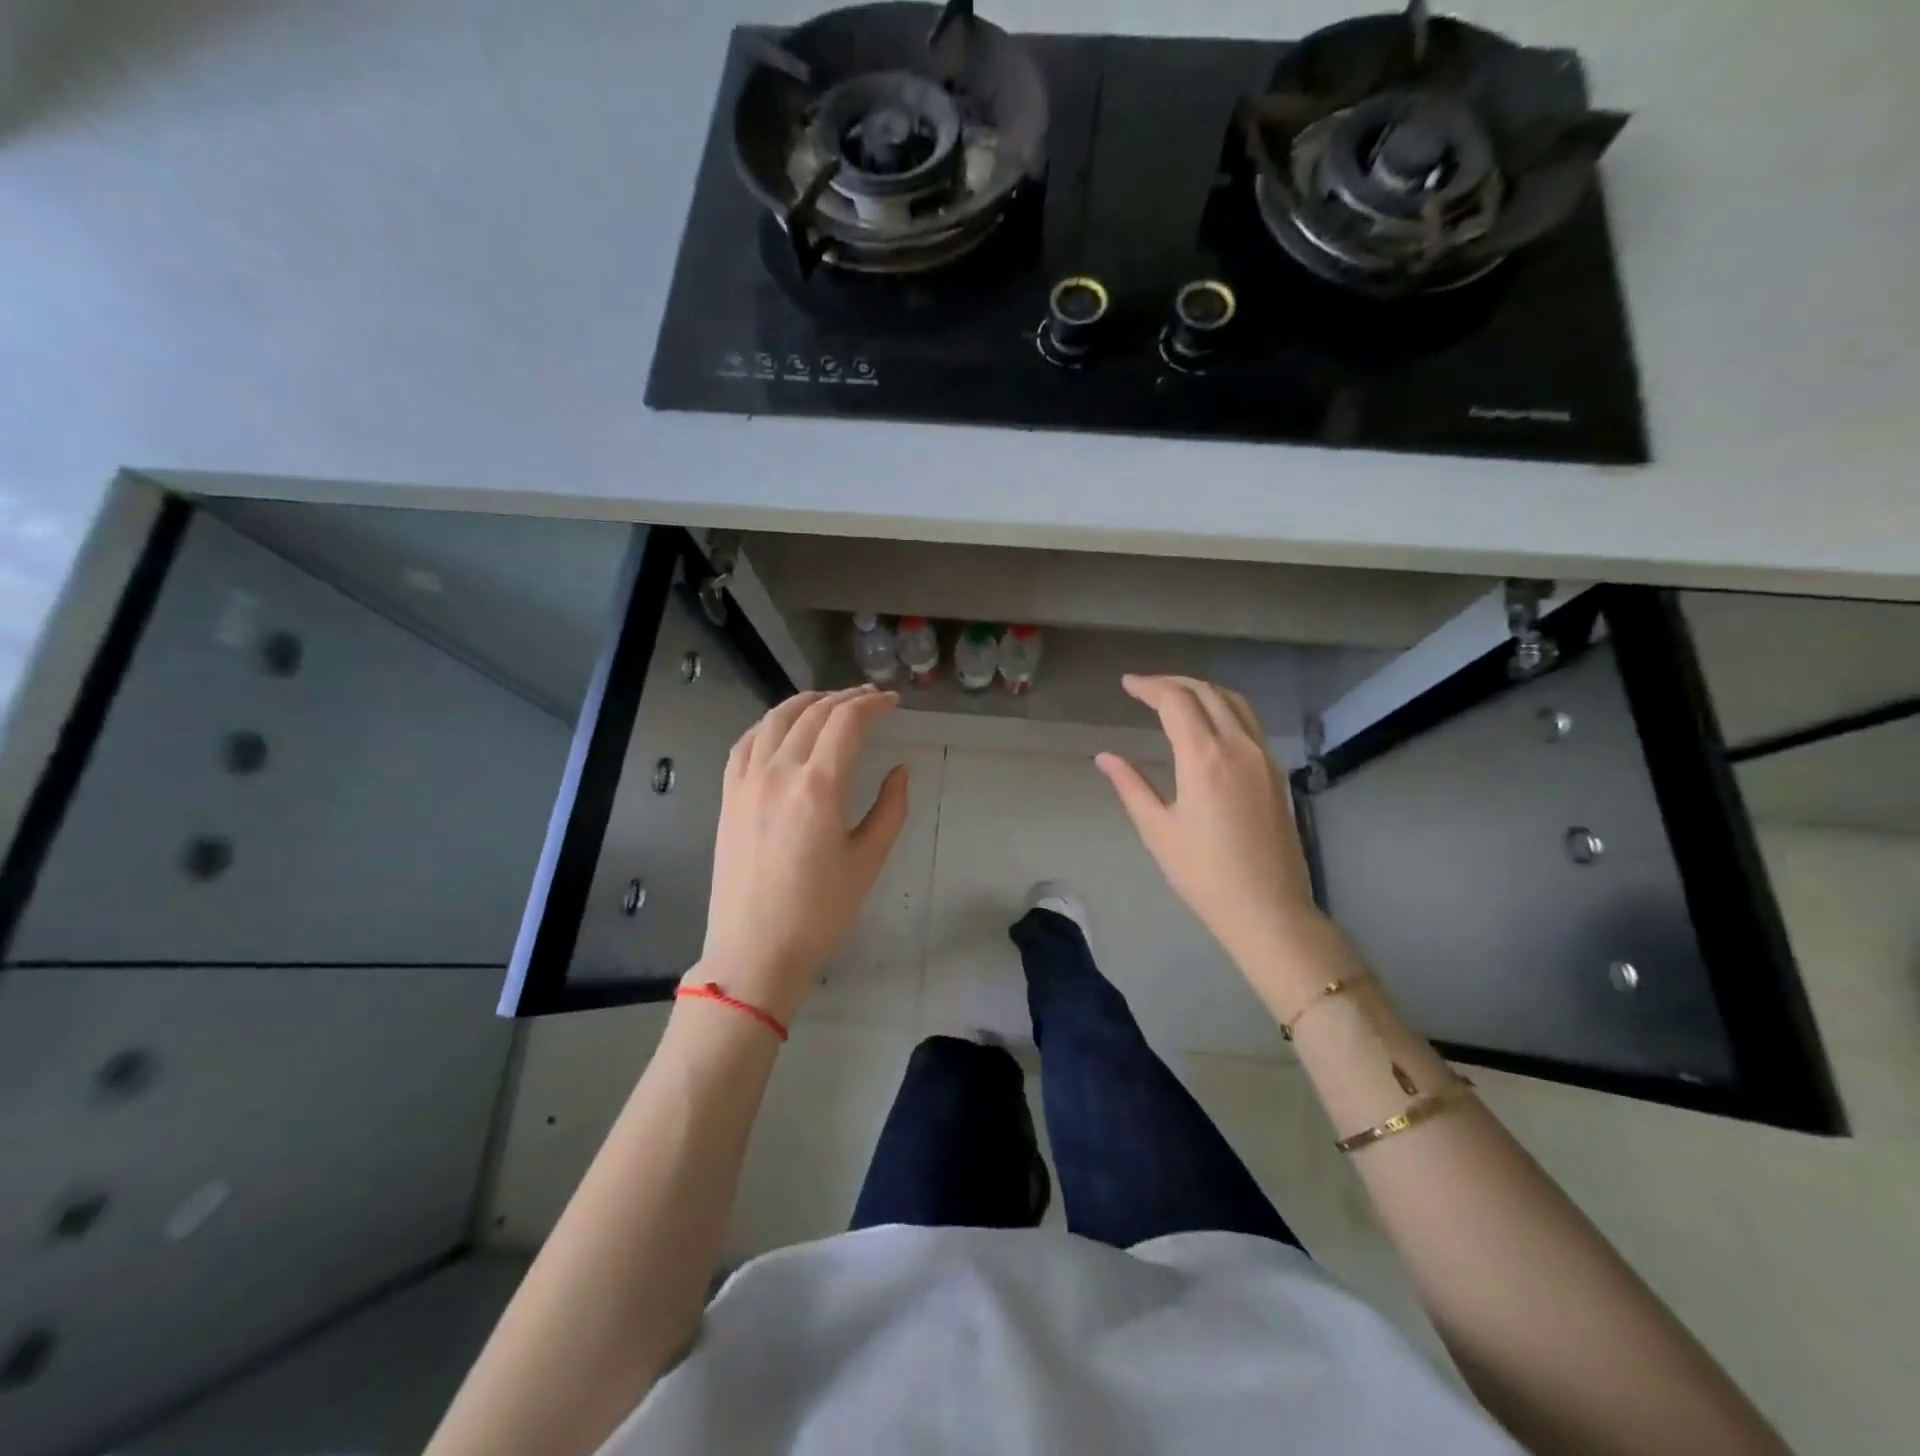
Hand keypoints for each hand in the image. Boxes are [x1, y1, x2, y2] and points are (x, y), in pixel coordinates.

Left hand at [696, 685, 909, 1022]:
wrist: (755, 951)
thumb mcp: (868, 860)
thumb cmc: (820, 912)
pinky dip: (769, 724)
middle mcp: (779, 771)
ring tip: (830, 702)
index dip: (873, 704)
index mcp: (819, 786)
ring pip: (775, 719)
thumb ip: (890, 808)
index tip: (892, 702)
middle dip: (846, 698)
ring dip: (807, 702)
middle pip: (814, 713)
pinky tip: (781, 727)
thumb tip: (900, 771)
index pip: (847, 722)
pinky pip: (746, 743)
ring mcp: (747, 781)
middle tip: (870, 698)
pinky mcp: (728, 796)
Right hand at [1095, 675, 1337, 1002]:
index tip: (1126, 684)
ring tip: (1175, 696)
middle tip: (1145, 687)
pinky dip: (1223, 707)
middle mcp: (1238, 746)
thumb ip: (1131, 785)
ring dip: (1202, 690)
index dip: (1149, 687)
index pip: (1176, 701)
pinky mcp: (1275, 772)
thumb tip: (1105, 757)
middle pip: (1207, 692)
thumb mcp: (1157, 830)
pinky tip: (1208, 723)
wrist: (1267, 909)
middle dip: (1174, 682)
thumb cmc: (1203, 874)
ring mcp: (1263, 757)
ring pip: (1234, 702)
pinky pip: (1249, 721)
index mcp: (1204, 758)